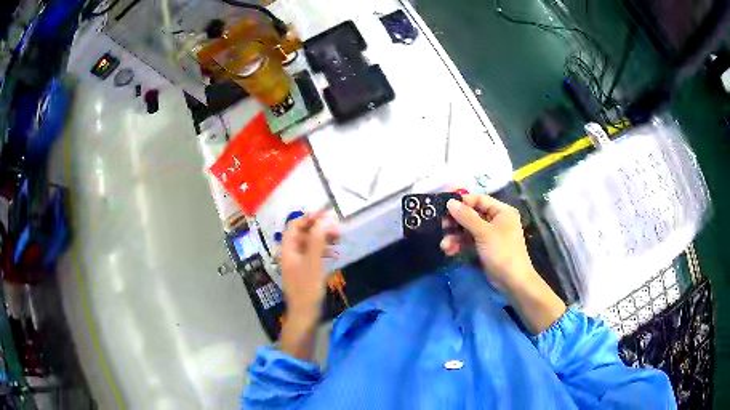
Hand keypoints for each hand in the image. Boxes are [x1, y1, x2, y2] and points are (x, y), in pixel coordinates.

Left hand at [281, 214, 338, 318]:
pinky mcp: (304, 271)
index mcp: (287, 249)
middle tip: (336, 229)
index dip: (309, 218)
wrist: (304, 314)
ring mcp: (296, 263)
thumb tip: (323, 221)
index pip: (294, 226)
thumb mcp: (313, 263)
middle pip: (302, 234)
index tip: (326, 216)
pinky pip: (312, 255)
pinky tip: (334, 254)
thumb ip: (317, 240)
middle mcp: (290, 253)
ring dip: (322, 239)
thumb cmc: (307, 288)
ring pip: (309, 244)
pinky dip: (322, 251)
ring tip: (338, 240)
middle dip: (318, 228)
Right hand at [441, 194, 535, 290]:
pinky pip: (469, 240)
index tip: (444, 206)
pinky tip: (449, 251)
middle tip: (441, 225)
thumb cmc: (502, 252)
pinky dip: (459, 244)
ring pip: (468, 229)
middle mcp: (496, 219)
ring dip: (455, 236)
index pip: (479, 199)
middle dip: (455, 222)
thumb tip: (449, 202)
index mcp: (501, 211)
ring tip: (444, 245)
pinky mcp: (484, 247)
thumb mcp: (484, 233)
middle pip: (471, 214)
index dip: (462, 202)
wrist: (512, 281)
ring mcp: (490, 234)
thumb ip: (466, 217)